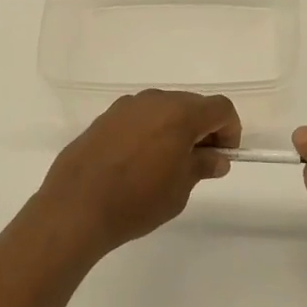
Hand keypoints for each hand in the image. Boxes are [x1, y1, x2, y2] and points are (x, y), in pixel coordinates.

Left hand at [39, 90, 240, 253]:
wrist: (76, 206)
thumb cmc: (137, 200)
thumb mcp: (180, 189)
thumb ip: (202, 166)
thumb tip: (216, 158)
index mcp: (180, 113)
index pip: (220, 108)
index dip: (230, 130)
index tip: (224, 157)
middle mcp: (155, 100)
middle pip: (192, 105)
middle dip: (203, 129)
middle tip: (199, 162)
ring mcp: (127, 106)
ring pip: (164, 109)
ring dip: (175, 128)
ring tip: (167, 165)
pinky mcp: (106, 117)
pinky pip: (140, 117)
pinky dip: (150, 131)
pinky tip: (138, 162)